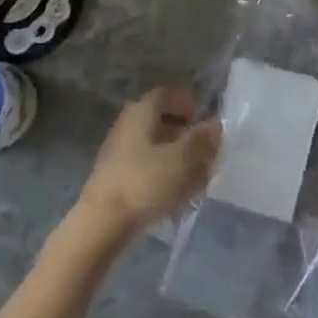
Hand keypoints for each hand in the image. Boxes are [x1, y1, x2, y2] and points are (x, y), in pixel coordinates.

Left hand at [74, 87, 221, 243]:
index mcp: (141, 112)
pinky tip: (177, 197)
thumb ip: (201, 140)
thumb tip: (214, 125)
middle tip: (206, 153)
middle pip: (161, 121)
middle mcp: (127, 125)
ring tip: (197, 180)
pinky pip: (146, 167)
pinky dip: (164, 174)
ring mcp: (119, 151)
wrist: (102, 223)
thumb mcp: (183, 159)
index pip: (166, 94)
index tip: (203, 118)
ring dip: (177, 158)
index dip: (186, 102)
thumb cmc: (145, 182)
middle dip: (186, 135)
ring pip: (155, 147)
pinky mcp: (116, 177)